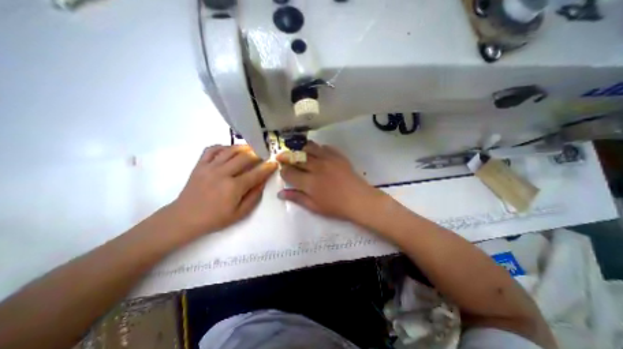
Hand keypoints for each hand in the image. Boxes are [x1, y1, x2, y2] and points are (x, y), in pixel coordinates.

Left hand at [169, 143, 277, 234]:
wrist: (185, 218)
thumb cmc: (215, 218)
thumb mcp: (240, 213)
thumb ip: (254, 197)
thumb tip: (263, 182)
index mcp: (234, 187)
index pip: (256, 173)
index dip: (268, 167)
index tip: (274, 163)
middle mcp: (223, 173)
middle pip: (245, 157)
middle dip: (258, 154)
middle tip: (264, 154)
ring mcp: (210, 167)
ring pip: (230, 150)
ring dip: (243, 147)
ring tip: (251, 149)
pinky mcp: (200, 165)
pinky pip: (212, 149)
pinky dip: (223, 146)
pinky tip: (229, 149)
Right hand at [276, 140, 384, 221]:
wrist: (359, 199)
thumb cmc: (336, 206)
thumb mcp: (314, 206)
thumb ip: (297, 198)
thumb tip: (280, 193)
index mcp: (309, 182)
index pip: (289, 172)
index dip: (283, 171)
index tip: (284, 172)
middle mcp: (316, 167)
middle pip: (296, 157)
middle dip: (287, 157)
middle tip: (284, 158)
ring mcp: (328, 159)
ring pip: (309, 148)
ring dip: (301, 150)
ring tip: (300, 154)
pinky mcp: (338, 156)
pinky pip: (324, 147)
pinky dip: (318, 149)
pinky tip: (318, 154)